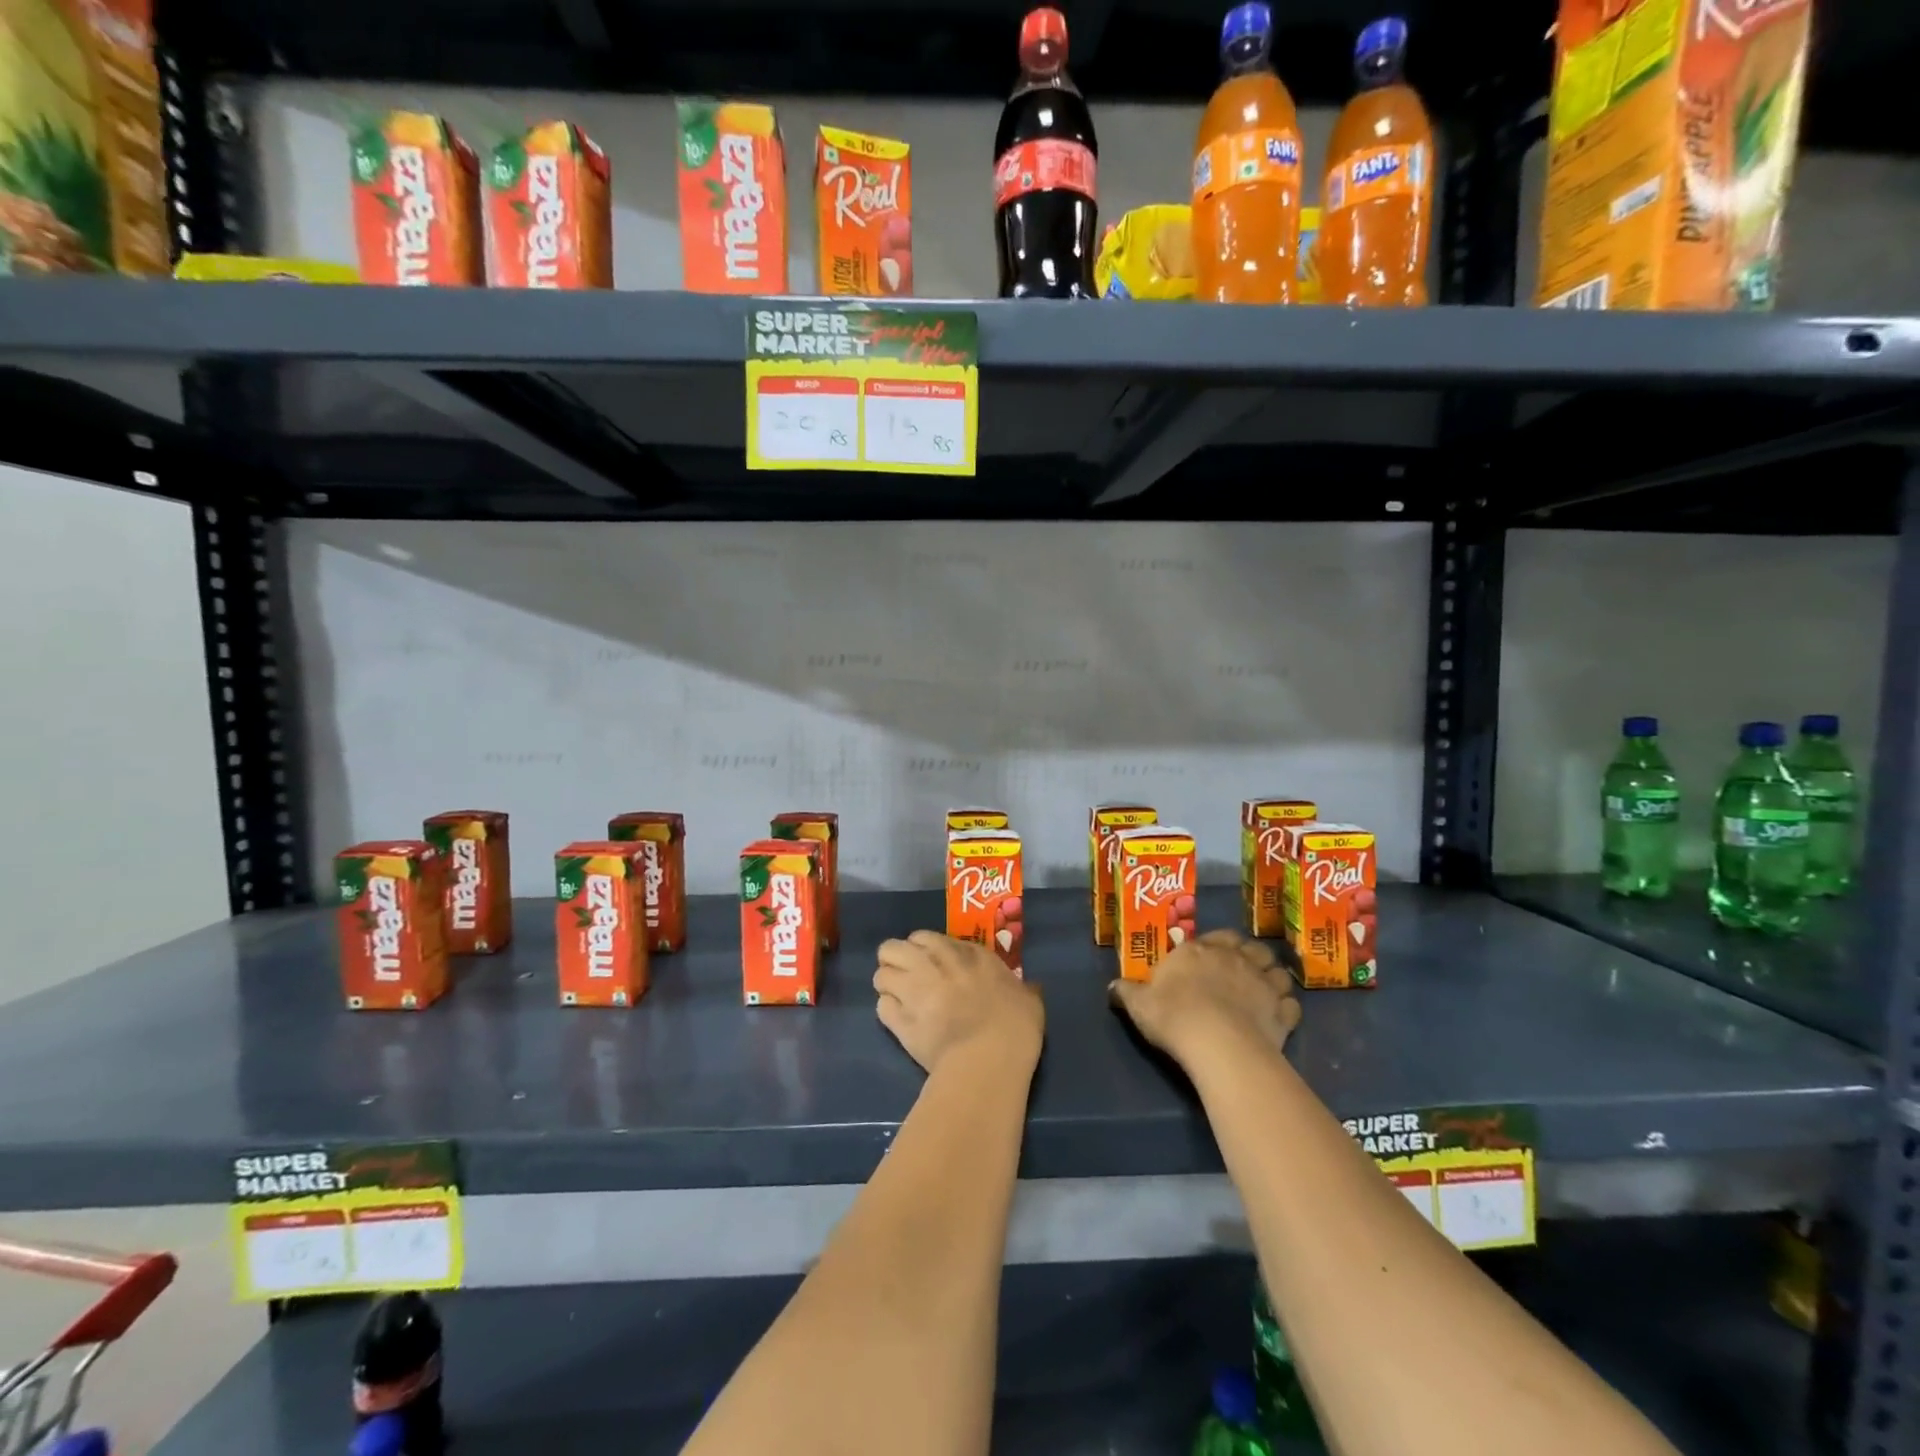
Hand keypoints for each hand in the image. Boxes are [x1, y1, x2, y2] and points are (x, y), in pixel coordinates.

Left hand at [874, 931, 1044, 1073]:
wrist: (989, 1057)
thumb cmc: (1014, 1024)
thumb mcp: (1028, 999)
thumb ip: (1021, 989)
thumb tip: (1029, 990)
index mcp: (965, 952)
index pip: (926, 937)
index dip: (924, 949)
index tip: (932, 963)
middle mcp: (932, 962)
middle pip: (892, 948)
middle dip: (896, 960)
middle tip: (908, 979)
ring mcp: (912, 989)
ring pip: (880, 975)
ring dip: (888, 986)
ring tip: (901, 1002)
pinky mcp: (899, 1020)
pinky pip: (881, 1007)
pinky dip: (888, 1013)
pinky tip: (901, 1023)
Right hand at [1109, 929, 1300, 1067]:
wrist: (1216, 1043)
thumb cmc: (1173, 1015)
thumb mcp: (1139, 1004)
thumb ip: (1127, 992)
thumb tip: (1113, 986)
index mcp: (1198, 950)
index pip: (1214, 937)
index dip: (1216, 946)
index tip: (1209, 958)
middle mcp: (1234, 958)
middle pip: (1251, 947)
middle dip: (1249, 955)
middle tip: (1240, 969)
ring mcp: (1262, 983)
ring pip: (1277, 971)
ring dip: (1272, 978)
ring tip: (1264, 990)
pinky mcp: (1281, 1012)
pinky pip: (1291, 1005)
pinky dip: (1287, 1008)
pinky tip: (1278, 1016)